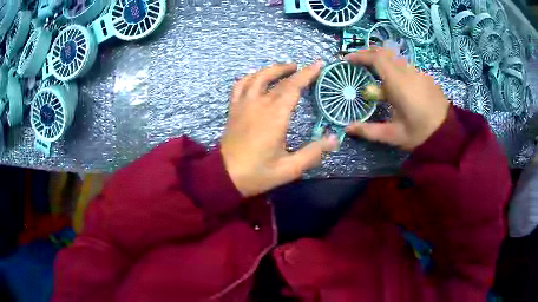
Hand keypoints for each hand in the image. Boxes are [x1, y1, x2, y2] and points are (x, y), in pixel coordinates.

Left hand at [221, 62, 337, 196]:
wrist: (225, 176)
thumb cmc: (258, 173)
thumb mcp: (289, 168)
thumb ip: (313, 153)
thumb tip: (335, 139)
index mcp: (275, 116)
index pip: (293, 87)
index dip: (307, 75)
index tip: (318, 65)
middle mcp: (259, 104)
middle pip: (278, 80)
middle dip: (294, 71)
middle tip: (304, 68)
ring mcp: (243, 105)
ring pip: (257, 77)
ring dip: (272, 70)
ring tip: (285, 69)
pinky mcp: (233, 110)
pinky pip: (239, 86)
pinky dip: (249, 78)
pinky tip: (255, 77)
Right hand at [344, 48, 449, 150]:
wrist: (449, 135)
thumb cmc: (421, 135)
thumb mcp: (394, 135)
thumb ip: (369, 131)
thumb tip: (347, 129)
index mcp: (399, 83)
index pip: (376, 58)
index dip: (360, 55)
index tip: (347, 59)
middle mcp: (408, 72)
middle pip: (385, 52)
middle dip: (368, 53)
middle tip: (357, 62)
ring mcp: (419, 73)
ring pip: (396, 58)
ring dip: (382, 61)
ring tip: (374, 72)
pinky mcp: (426, 77)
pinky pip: (406, 66)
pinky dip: (394, 68)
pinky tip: (395, 83)